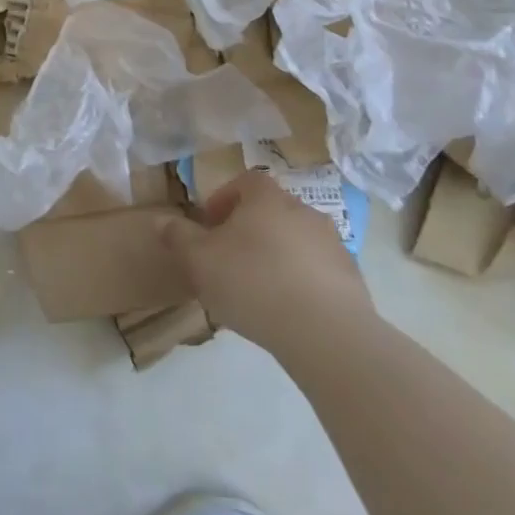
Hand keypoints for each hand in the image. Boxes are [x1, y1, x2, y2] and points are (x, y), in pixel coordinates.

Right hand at [162, 170, 371, 355]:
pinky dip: (301, 280)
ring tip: (258, 288)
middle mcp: (303, 211)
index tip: (210, 224)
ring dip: (276, 254)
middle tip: (229, 257)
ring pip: (295, 240)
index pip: (246, 180)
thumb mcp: (199, 260)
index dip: (225, 198)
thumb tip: (163, 220)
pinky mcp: (352, 279)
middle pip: (271, 210)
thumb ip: (178, 237)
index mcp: (267, 198)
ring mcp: (333, 244)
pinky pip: (317, 270)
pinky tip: (286, 309)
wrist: (326, 333)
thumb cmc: (252, 283)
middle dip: (249, 229)